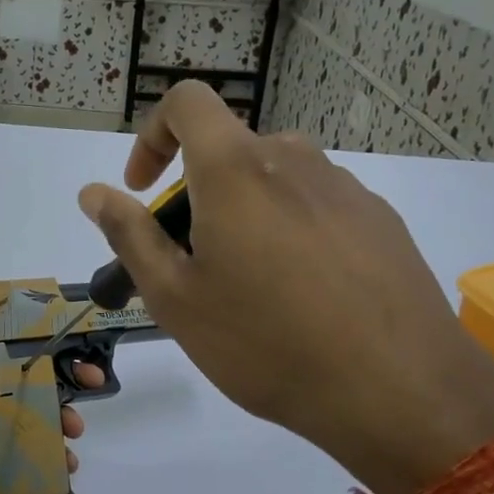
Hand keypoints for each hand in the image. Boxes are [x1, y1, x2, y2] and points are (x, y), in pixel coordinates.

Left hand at [0, 283, 100, 493]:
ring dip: (61, 421)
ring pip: (34, 421)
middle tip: (92, 385)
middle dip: (60, 380)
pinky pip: (34, 462)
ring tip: (74, 434)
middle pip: (24, 382)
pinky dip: (54, 460)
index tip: (67, 333)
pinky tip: (66, 465)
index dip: (33, 336)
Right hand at [78, 82, 493, 493]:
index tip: (143, 189)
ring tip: (247, 289)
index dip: (152, 135)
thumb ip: (129, 235)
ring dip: (242, 215)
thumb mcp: (175, 297)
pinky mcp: (380, 219)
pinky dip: (288, 230)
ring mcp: (344, 188)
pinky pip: (315, 205)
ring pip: (272, 181)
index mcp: (236, 170)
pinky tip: (301, 297)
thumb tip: (93, 193)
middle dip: (195, 197)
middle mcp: (293, 160)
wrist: (400, 391)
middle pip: (227, 153)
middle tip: (190, 269)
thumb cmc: (266, 343)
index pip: (187, 103)